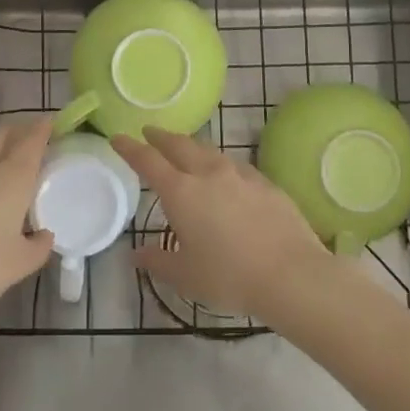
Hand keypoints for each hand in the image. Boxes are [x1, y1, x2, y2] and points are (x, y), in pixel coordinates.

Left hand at [0, 118, 56, 322]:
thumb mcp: (19, 264)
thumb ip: (38, 247)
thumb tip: (44, 236)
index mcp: (13, 177)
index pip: (32, 139)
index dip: (44, 127)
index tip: (52, 123)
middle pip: (3, 133)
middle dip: (19, 130)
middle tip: (30, 139)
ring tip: (0, 170)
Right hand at [112, 127, 333, 320]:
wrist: (291, 274)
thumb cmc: (229, 277)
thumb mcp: (185, 275)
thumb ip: (157, 261)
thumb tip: (135, 254)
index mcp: (181, 192)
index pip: (148, 161)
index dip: (130, 148)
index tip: (118, 138)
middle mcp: (208, 173)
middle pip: (179, 145)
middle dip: (161, 137)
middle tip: (150, 133)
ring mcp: (240, 174)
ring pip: (209, 151)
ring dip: (192, 147)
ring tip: (186, 151)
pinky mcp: (266, 183)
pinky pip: (235, 166)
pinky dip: (221, 165)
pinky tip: (226, 177)